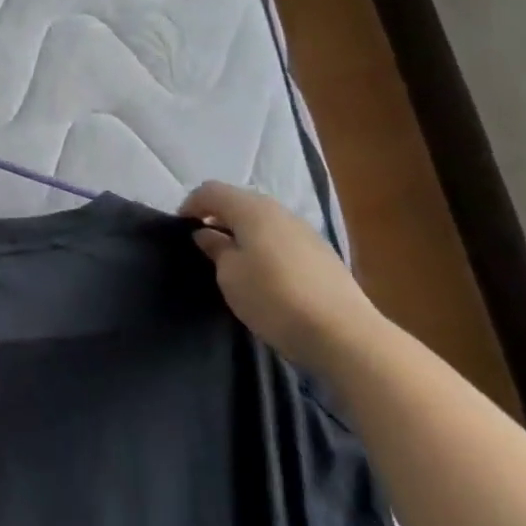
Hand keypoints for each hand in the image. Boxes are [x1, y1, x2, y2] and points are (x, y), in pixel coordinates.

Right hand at [180, 181, 387, 373]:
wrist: (344, 335)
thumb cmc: (273, 298)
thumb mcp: (230, 275)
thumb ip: (216, 248)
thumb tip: (207, 233)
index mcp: (252, 209)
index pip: (211, 190)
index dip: (191, 204)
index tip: (180, 229)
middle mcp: (280, 211)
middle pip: (239, 201)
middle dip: (217, 216)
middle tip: (203, 242)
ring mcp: (305, 231)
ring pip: (263, 219)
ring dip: (242, 231)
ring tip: (231, 259)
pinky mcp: (322, 254)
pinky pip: (281, 237)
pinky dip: (263, 245)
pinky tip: (263, 272)